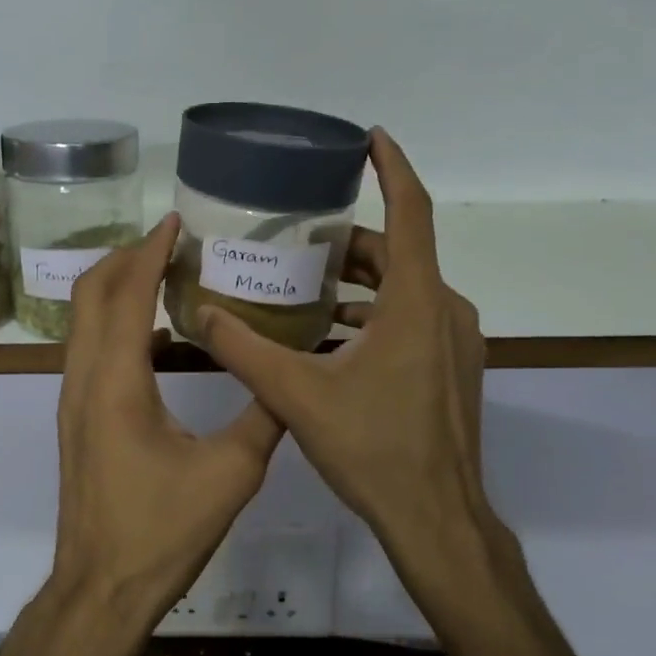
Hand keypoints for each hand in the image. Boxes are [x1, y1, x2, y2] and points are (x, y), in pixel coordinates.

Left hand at [47, 214, 284, 637]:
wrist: (101, 588)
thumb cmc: (162, 532)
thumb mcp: (230, 474)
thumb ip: (264, 416)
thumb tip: (291, 374)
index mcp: (116, 382)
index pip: (127, 294)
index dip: (149, 251)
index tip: (175, 221)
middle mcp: (84, 379)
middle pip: (90, 294)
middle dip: (125, 258)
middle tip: (170, 241)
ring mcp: (73, 400)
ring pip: (83, 321)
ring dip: (117, 288)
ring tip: (165, 274)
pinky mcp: (77, 419)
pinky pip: (90, 349)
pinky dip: (117, 324)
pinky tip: (160, 336)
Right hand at [199, 130, 524, 604]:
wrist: (437, 519)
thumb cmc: (373, 449)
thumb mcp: (296, 394)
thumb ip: (243, 349)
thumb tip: (199, 312)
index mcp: (416, 302)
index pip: (410, 212)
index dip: (392, 168)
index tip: (369, 137)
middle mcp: (445, 310)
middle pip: (398, 253)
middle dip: (349, 242)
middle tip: (297, 241)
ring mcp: (456, 342)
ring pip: (406, 290)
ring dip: (360, 283)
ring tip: (305, 288)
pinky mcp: (453, 370)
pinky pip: (413, 320)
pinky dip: (375, 315)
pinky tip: (331, 339)